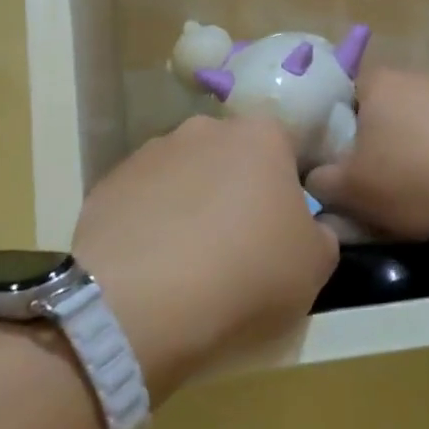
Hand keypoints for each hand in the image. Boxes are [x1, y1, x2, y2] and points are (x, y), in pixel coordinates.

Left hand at [73, 114, 337, 398]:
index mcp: (260, 136)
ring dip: (189, 205)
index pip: (284, 150)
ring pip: (183, 176)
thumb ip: (321, 235)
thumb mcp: (315, 265)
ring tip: (186, 260)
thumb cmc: (246, 273)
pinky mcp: (108, 183)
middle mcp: (203, 129)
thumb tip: (309, 227)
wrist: (143, 300)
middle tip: (236, 243)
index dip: (284, 190)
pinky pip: (142, 200)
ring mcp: (149, 152)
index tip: (280, 229)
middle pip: (229, 157)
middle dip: (234, 190)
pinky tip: (151, 264)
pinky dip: (149, 224)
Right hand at [306, 68, 428, 239]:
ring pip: (426, 121)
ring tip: (422, 189)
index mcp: (380, 84)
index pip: (344, 89)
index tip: (339, 155)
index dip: (336, 121)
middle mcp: (420, 77)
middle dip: (380, 138)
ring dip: (420, 147)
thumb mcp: (352, 190)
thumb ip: (321, 182)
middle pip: (386, 106)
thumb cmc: (417, 178)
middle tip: (376, 177)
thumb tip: (314, 178)